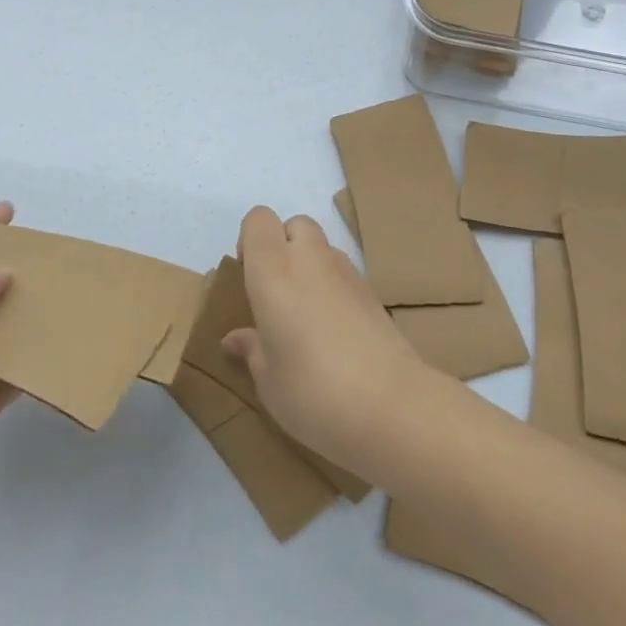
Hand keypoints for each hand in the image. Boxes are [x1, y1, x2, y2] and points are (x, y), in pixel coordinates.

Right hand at [219, 205, 422, 468]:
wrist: (391, 405)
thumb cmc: (312, 391)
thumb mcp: (268, 380)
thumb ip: (252, 350)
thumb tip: (235, 339)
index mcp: (274, 271)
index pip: (259, 220)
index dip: (250, 240)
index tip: (249, 277)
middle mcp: (310, 259)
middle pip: (295, 224)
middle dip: (283, 246)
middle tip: (277, 293)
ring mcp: (347, 272)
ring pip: (322, 246)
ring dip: (310, 266)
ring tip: (305, 315)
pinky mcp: (373, 291)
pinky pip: (344, 273)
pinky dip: (333, 287)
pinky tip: (334, 331)